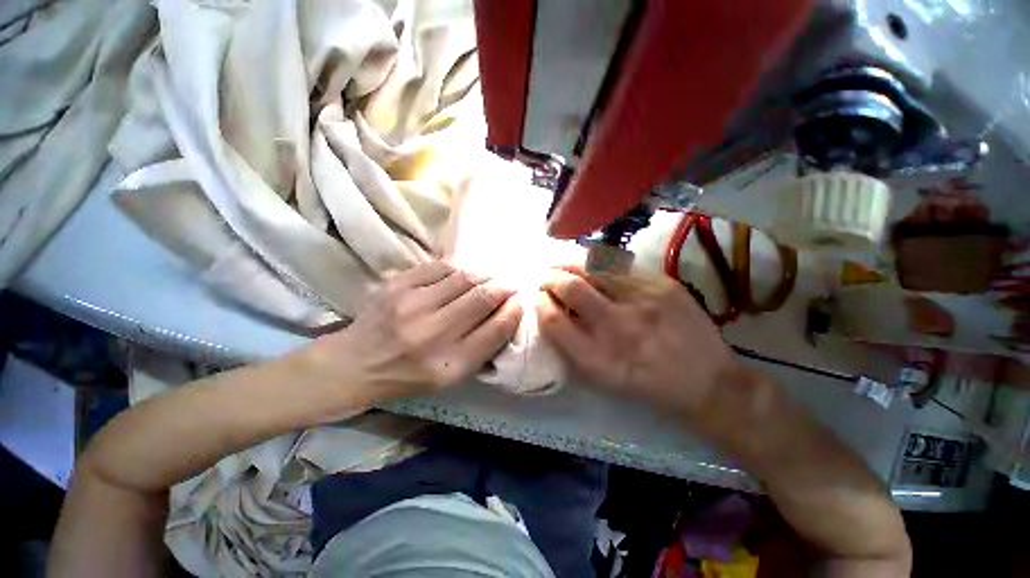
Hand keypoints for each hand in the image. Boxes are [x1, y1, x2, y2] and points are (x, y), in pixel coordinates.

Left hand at [307, 262, 521, 401]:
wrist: (354, 365)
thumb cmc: (408, 377)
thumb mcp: (451, 378)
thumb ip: (481, 349)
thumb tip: (506, 313)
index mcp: (449, 365)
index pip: (496, 329)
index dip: (514, 311)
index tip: (520, 301)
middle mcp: (433, 334)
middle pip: (483, 298)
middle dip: (504, 287)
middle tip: (511, 283)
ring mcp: (412, 305)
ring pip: (465, 277)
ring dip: (486, 274)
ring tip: (492, 275)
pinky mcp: (397, 285)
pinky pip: (441, 267)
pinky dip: (460, 268)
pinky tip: (464, 274)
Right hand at [536, 267, 743, 415]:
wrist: (706, 381)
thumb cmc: (646, 384)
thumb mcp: (602, 378)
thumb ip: (572, 346)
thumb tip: (551, 310)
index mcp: (597, 359)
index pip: (552, 320)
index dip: (539, 304)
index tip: (538, 298)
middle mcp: (616, 328)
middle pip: (570, 288)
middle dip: (550, 278)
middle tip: (548, 278)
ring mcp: (642, 302)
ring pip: (593, 268)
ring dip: (570, 264)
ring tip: (565, 265)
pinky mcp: (662, 285)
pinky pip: (619, 266)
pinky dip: (598, 264)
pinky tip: (594, 267)